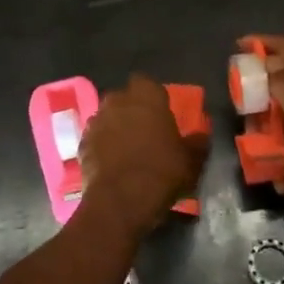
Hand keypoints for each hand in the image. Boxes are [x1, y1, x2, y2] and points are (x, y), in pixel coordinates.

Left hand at [76, 74, 200, 242]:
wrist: (120, 201)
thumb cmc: (161, 172)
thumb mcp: (192, 160)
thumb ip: (197, 142)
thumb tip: (201, 135)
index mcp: (146, 96)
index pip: (147, 82)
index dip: (153, 96)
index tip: (161, 113)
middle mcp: (117, 100)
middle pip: (124, 98)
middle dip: (132, 110)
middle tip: (146, 131)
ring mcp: (96, 121)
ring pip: (108, 117)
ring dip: (116, 127)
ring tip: (128, 150)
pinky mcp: (81, 143)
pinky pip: (96, 139)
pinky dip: (102, 147)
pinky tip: (112, 164)